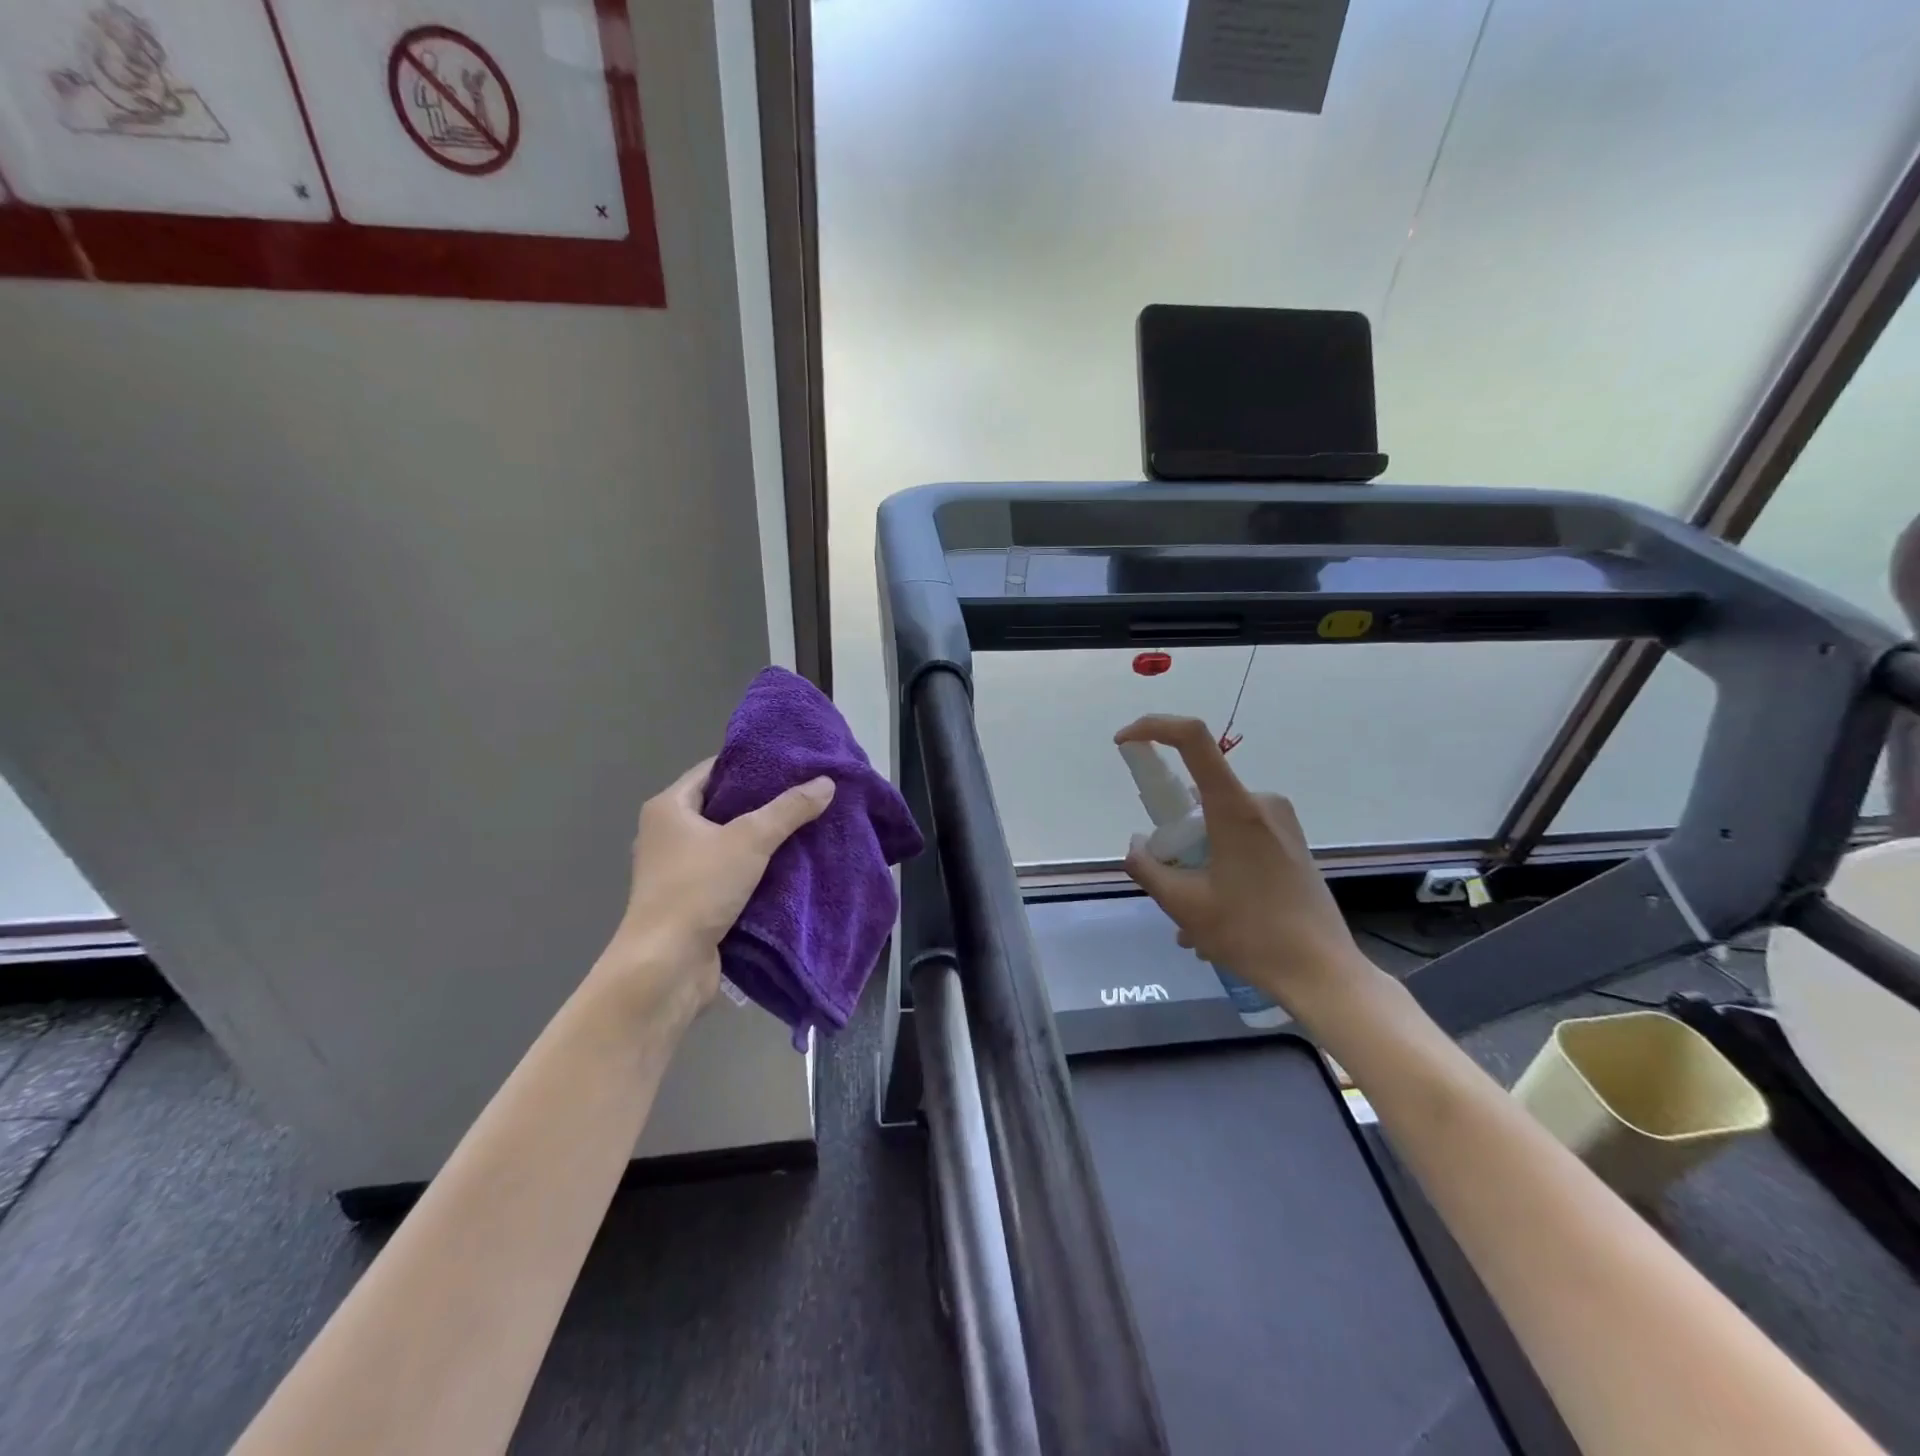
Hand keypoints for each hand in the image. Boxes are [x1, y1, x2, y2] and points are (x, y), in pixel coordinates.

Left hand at [595, 759, 834, 1023]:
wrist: (666, 966)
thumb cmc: (698, 889)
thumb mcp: (750, 840)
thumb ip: (789, 809)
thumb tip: (826, 782)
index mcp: (668, 808)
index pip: (713, 770)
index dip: (751, 764)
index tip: (790, 763)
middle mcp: (667, 834)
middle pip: (722, 806)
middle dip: (763, 803)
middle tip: (806, 794)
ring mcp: (677, 870)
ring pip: (727, 842)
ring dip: (761, 839)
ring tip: (806, 826)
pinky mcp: (691, 900)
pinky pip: (728, 872)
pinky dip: (755, 869)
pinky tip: (790, 866)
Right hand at [1115, 716, 1375, 1016]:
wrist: (1323, 973)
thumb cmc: (1252, 934)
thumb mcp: (1184, 905)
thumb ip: (1149, 868)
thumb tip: (1138, 846)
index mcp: (1234, 808)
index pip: (1192, 739)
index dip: (1153, 728)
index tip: (1124, 743)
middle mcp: (1260, 803)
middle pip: (1198, 796)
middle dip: (1174, 837)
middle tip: (1168, 886)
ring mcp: (1281, 823)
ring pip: (1216, 826)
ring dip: (1195, 863)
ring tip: (1193, 924)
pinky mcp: (1291, 843)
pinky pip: (1238, 841)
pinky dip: (1217, 868)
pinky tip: (1217, 919)